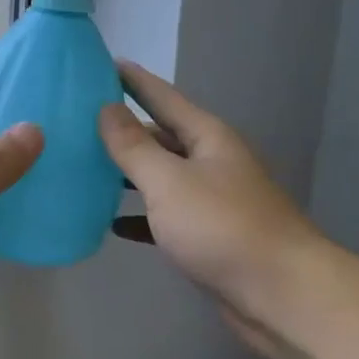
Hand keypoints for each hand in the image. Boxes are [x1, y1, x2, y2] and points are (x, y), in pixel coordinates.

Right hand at [98, 61, 318, 327]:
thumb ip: (133, 146)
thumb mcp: (169, 181)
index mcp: (207, 138)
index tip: (103, 63)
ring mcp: (212, 200)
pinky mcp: (208, 237)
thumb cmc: (222, 227)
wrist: (281, 295)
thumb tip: (106, 108)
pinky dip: (139, 217)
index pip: (163, 97)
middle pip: (161, 137)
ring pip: (161, 177)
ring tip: (84, 169)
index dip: (133, 81)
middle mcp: (211, 162)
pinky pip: (165, 217)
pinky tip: (112, 224)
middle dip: (123, 130)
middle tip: (77, 123)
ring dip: (127, 174)